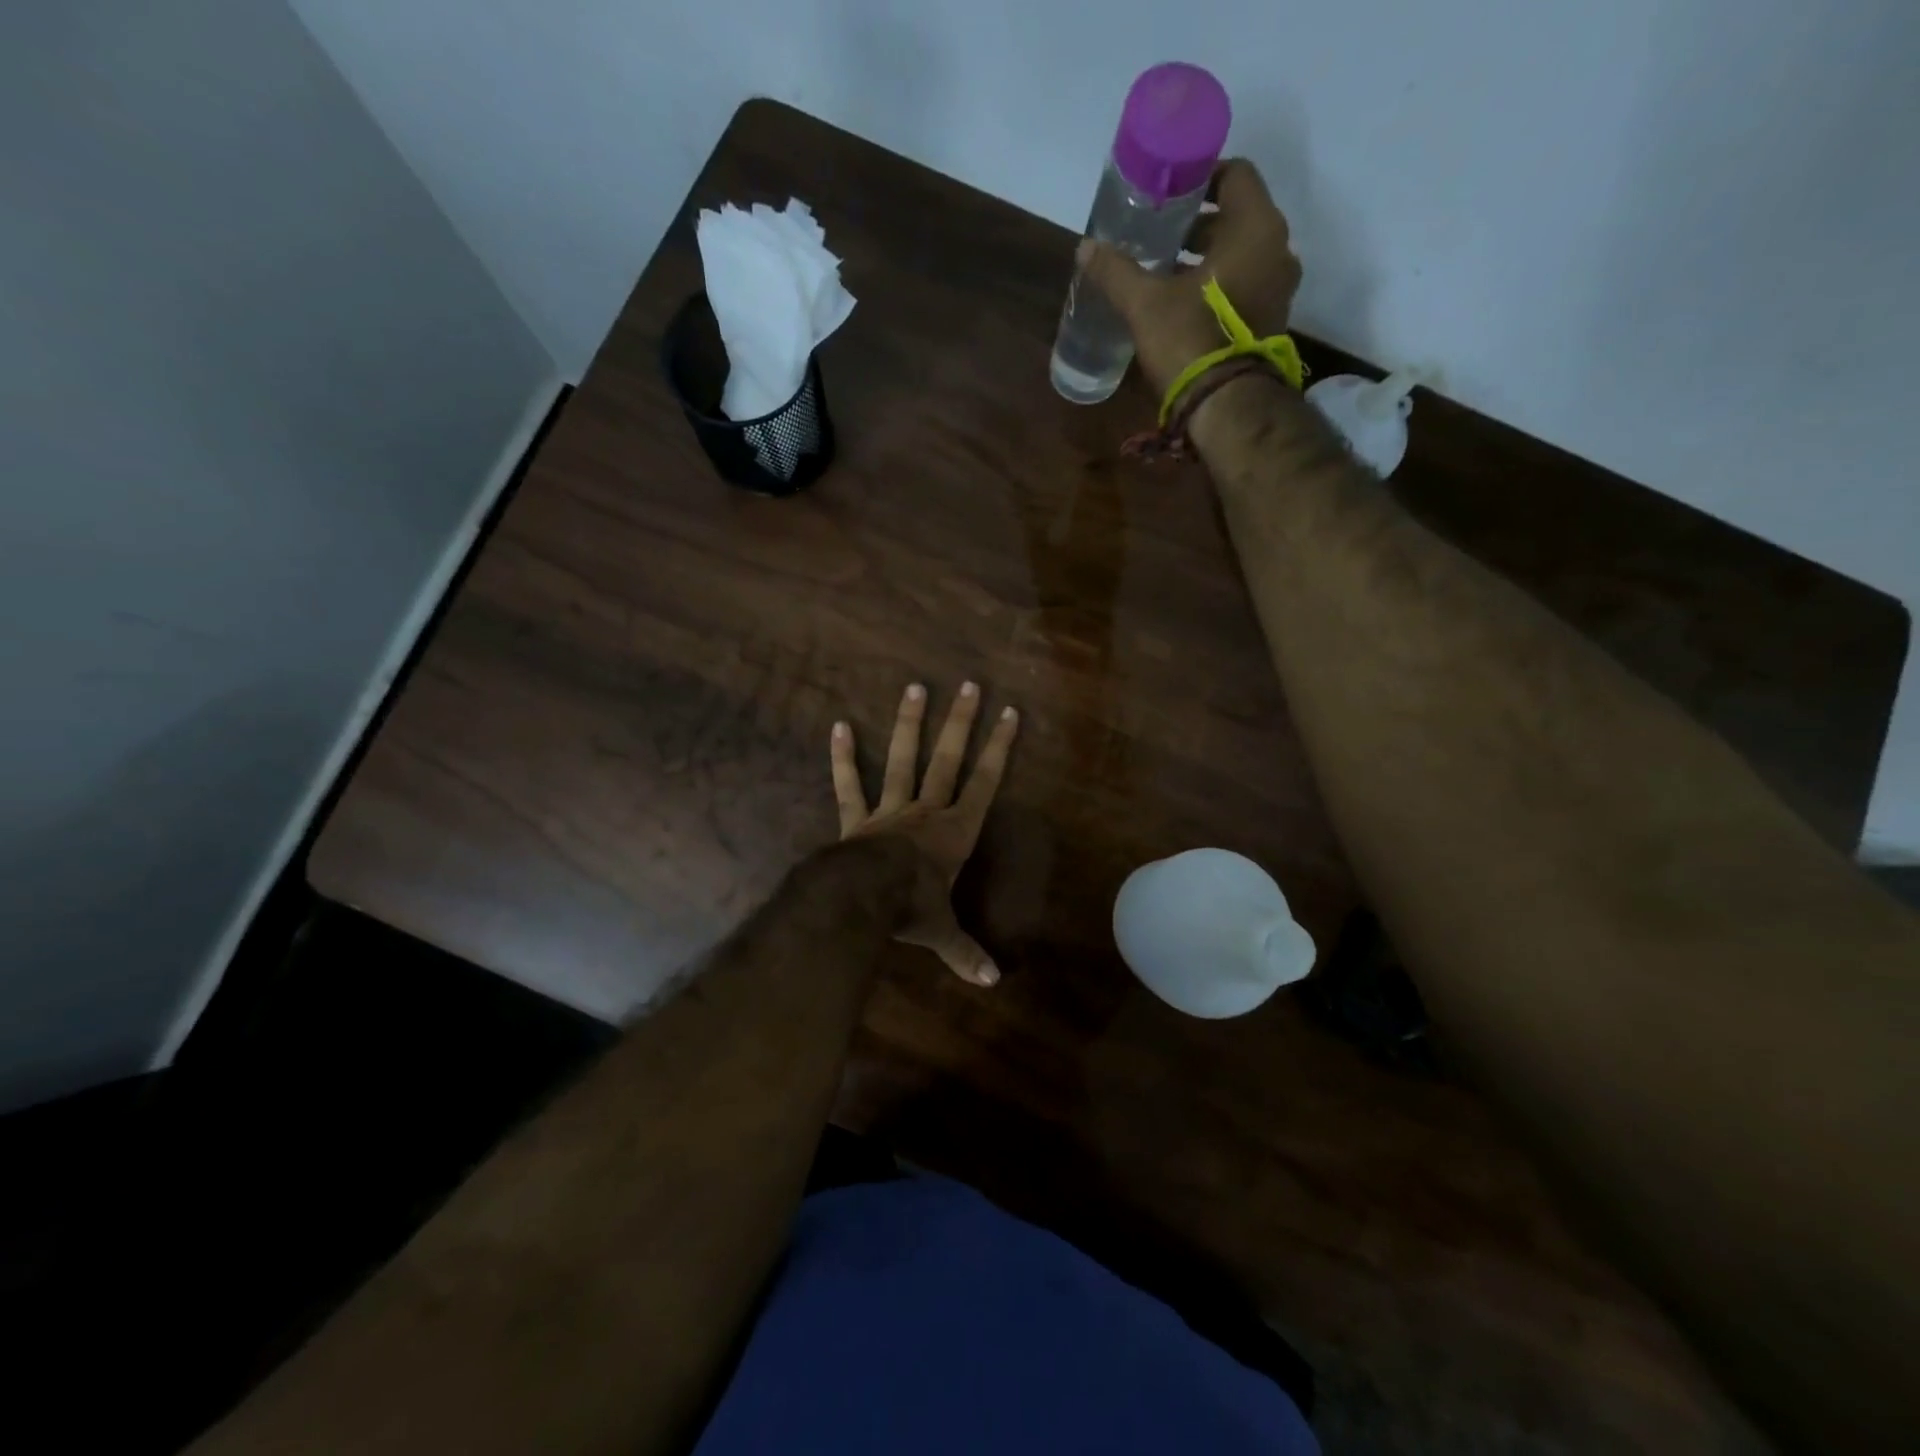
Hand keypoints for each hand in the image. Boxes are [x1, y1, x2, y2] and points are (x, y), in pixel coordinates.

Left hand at [830, 681, 1018, 986]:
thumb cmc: (911, 910)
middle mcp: (926, 812)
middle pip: (947, 760)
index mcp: (954, 832)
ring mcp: (889, 810)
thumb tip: (992, 982)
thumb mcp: (942, 934)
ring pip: (902, 760)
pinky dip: (843, 757)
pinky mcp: (856, 818)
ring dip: (909, 724)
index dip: (999, 749)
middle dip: (960, 723)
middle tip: (969, 684)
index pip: (985, 783)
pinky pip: (848, 785)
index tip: (1010, 713)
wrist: (863, 901)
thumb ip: (966, 954)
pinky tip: (838, 725)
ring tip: (915, 687)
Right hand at [1080, 158, 1302, 394]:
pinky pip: (1246, 285)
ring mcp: (1279, 288)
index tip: (1170, 194)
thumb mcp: (1144, 304)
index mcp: (1254, 228)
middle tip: (1159, 236)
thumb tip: (1085, 248)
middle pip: (1237, 217)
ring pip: (1242, 254)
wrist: (1224, 406)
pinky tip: (1186, 301)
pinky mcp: (1271, 320)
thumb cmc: (1189, 340)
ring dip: (1208, 257)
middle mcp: (1277, 249)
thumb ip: (1116, 271)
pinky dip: (1220, 284)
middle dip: (1198, 224)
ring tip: (1167, 270)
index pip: (1236, 175)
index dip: (1201, 178)